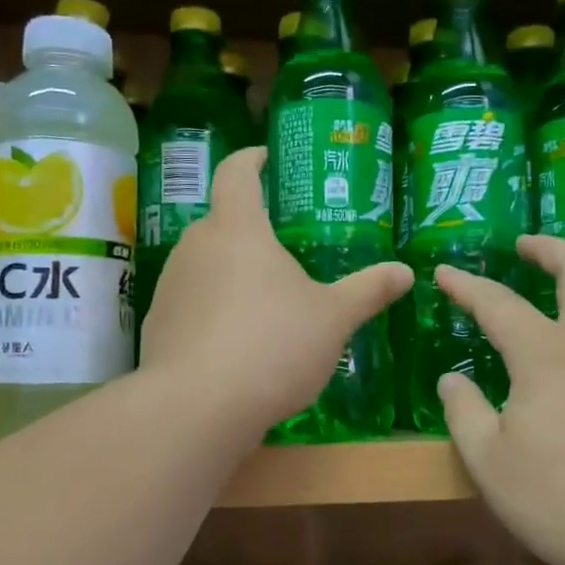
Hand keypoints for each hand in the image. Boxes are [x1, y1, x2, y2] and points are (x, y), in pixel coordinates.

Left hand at [141, 147, 410, 437]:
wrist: (199, 407)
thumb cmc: (273, 345)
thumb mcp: (333, 319)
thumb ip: (368, 291)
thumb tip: (406, 271)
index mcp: (238, 230)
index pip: (237, 174)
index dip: (251, 160)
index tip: (265, 157)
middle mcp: (195, 248)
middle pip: (221, 223)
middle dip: (249, 230)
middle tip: (282, 249)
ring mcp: (170, 287)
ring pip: (204, 266)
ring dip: (230, 274)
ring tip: (263, 303)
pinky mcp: (158, 327)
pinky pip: (191, 305)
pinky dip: (212, 312)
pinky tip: (236, 345)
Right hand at [435, 236, 564, 564]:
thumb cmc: (556, 499)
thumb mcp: (488, 460)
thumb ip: (465, 411)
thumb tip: (453, 380)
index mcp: (548, 354)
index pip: (499, 304)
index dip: (468, 286)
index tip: (445, 272)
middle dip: (552, 249)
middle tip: (526, 245)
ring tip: (552, 298)